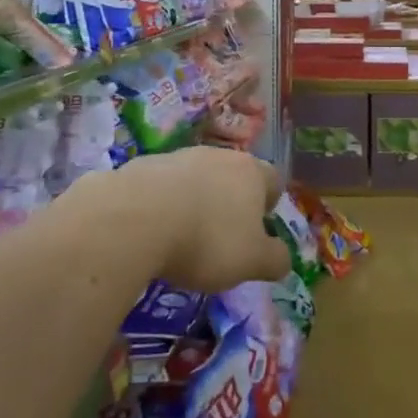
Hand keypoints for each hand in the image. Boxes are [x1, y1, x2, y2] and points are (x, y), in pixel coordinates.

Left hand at [104, 147, 289, 291]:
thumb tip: (283, 258)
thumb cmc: (207, 239)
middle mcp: (218, 156)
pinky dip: (163, 205)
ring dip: (195, 201)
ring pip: (197, 178)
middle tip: (222, 237)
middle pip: (233, 176)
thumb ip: (274, 259)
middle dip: (230, 202)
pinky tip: (152, 231)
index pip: (273, 180)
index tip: (259, 229)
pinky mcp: (143, 166)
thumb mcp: (251, 262)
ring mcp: (179, 157)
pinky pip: (162, 186)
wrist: (135, 218)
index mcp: (251, 173)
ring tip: (182, 237)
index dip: (269, 204)